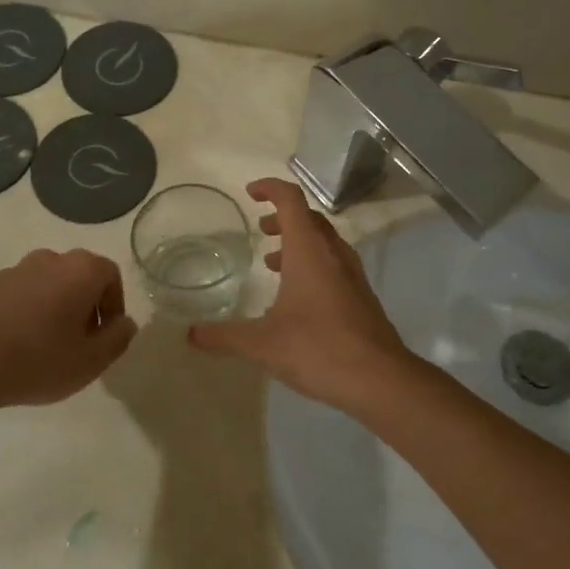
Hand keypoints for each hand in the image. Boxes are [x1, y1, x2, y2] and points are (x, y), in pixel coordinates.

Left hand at [0, 249, 136, 411]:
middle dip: (86, 308)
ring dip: (57, 311)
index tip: (105, 338)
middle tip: (80, 345)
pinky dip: (29, 315)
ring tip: (48, 349)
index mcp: (81, 269)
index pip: (111, 276)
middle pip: (80, 278)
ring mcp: (16, 270)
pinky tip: (19, 348)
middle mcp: (50, 259)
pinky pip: (23, 296)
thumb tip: (125, 323)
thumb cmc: (36, 359)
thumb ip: (118, 339)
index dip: (114, 307)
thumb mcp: (91, 361)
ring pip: (51, 286)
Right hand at [188, 178, 418, 412]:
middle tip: (261, 230)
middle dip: (283, 218)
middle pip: (310, 219)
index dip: (270, 189)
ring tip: (274, 264)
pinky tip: (298, 300)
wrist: (379, 379)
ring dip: (299, 243)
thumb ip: (224, 337)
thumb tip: (190, 335)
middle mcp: (333, 255)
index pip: (291, 201)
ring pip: (324, 243)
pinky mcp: (361, 298)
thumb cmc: (318, 349)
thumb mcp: (261, 344)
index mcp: (309, 252)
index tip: (250, 192)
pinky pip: (334, 266)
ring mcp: (352, 276)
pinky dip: (313, 266)